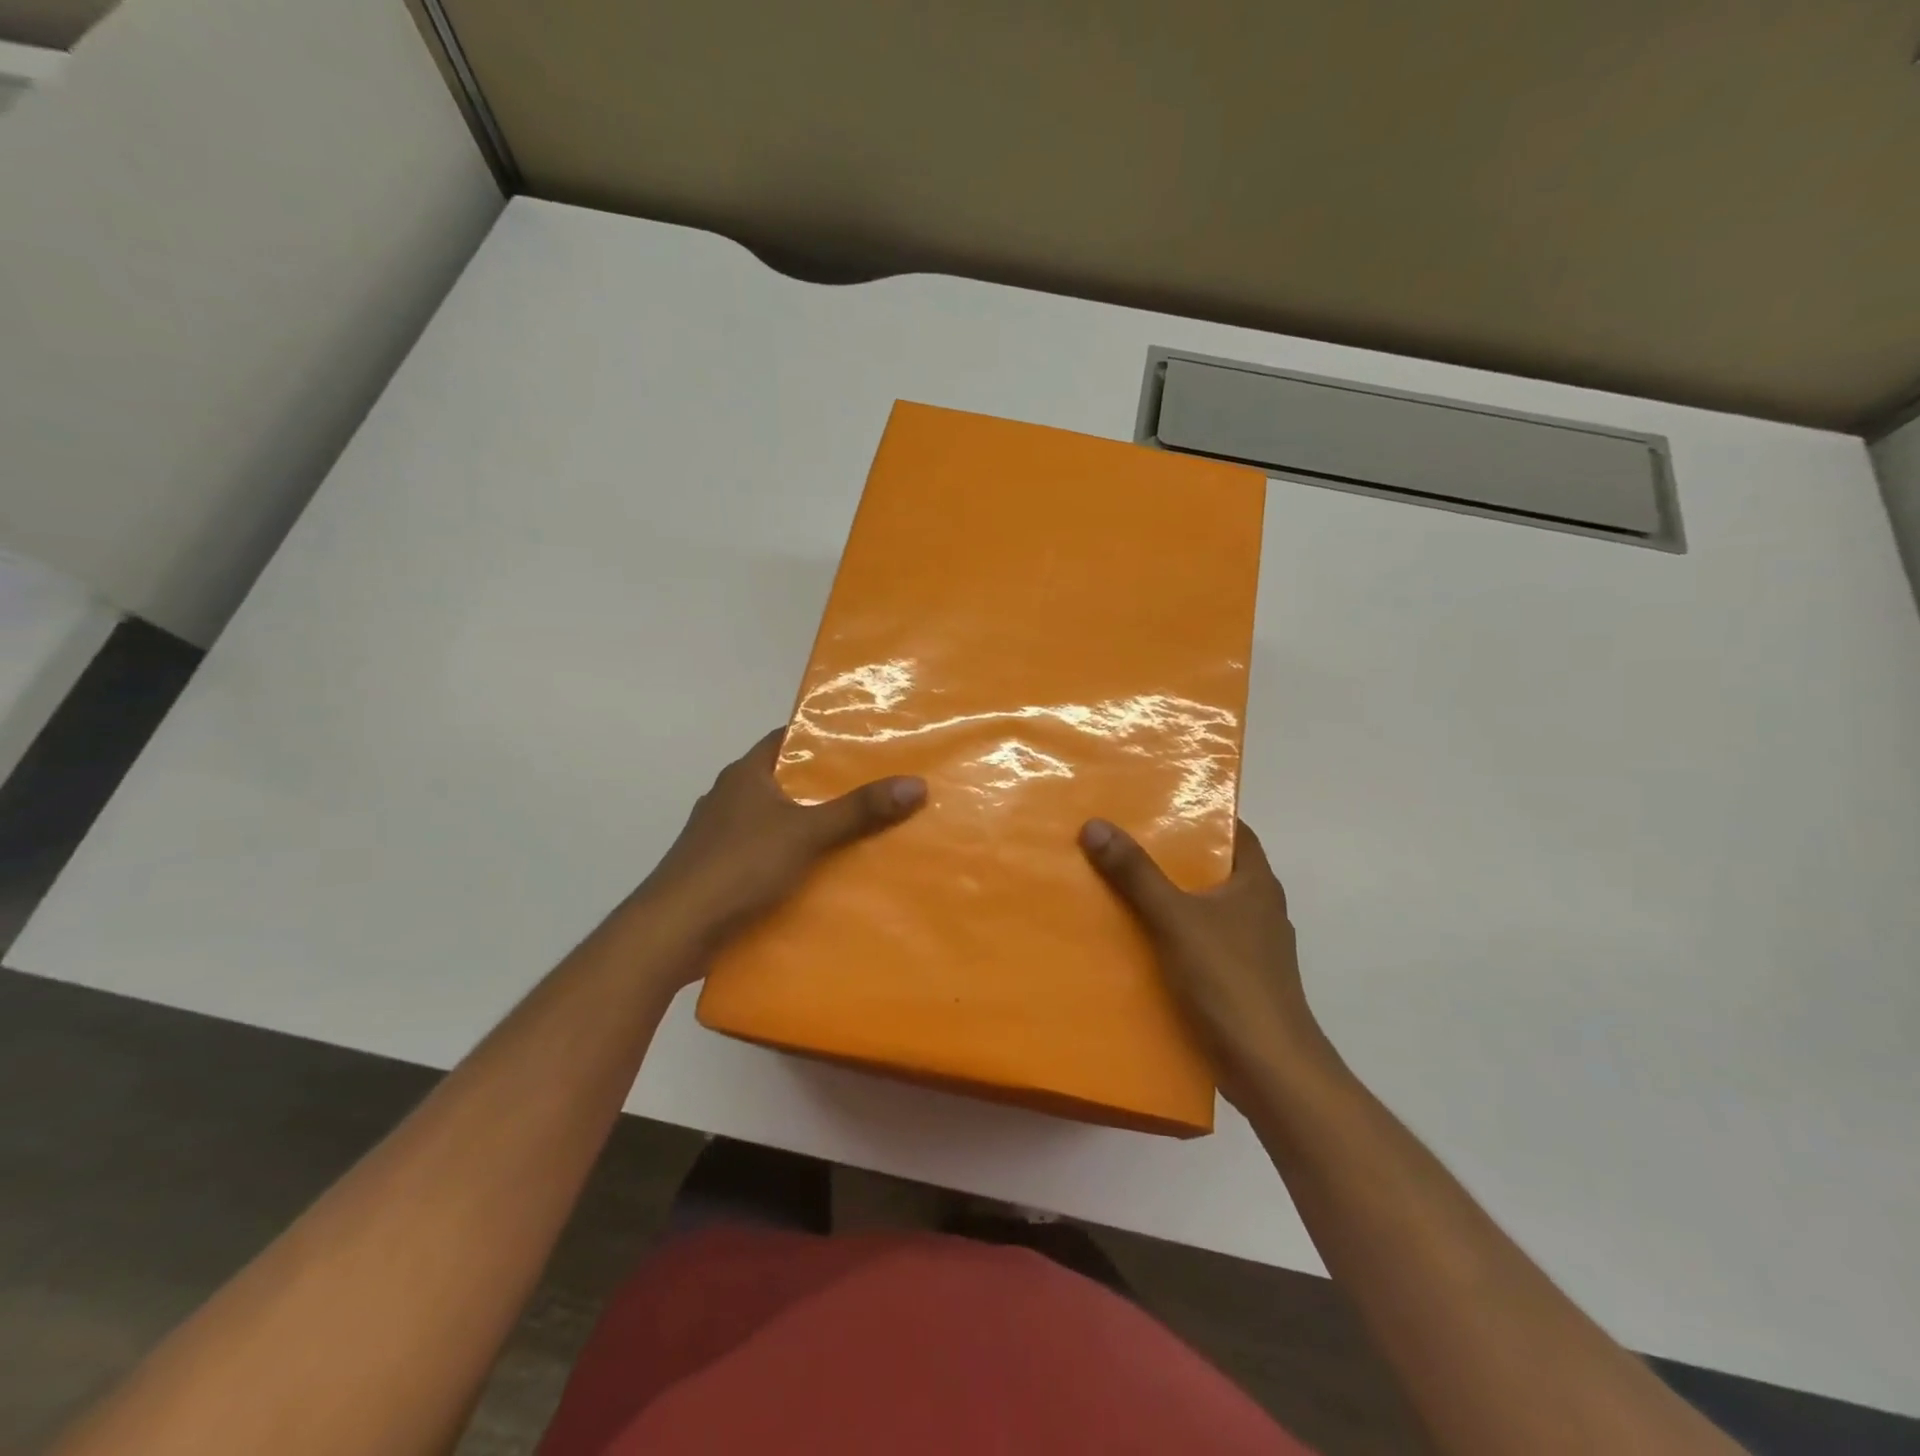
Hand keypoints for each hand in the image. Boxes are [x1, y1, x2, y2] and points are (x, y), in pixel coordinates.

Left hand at [628, 729, 926, 977]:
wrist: (673, 932)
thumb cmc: (737, 866)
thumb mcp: (806, 832)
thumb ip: (858, 810)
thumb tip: (916, 783)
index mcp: (745, 774)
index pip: (787, 739)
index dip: (822, 738)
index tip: (864, 743)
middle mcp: (731, 797)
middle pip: (787, 781)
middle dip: (826, 786)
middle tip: (876, 788)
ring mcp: (722, 836)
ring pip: (778, 820)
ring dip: (811, 825)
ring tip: (861, 830)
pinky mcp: (722, 871)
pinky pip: (768, 854)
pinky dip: (794, 858)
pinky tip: (823, 872)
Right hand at [1080, 817, 1331, 1108]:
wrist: (1269, 1069)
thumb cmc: (1230, 980)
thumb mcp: (1175, 919)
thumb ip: (1136, 874)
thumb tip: (1096, 825)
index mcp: (1257, 884)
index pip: (1233, 831)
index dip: (1200, 813)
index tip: (1157, 802)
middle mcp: (1258, 910)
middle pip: (1212, 869)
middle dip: (1171, 856)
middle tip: (1122, 840)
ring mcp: (1250, 949)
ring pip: (1203, 909)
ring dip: (1167, 899)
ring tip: (1117, 884)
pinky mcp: (1237, 981)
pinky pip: (1198, 944)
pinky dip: (1170, 936)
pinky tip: (1135, 939)